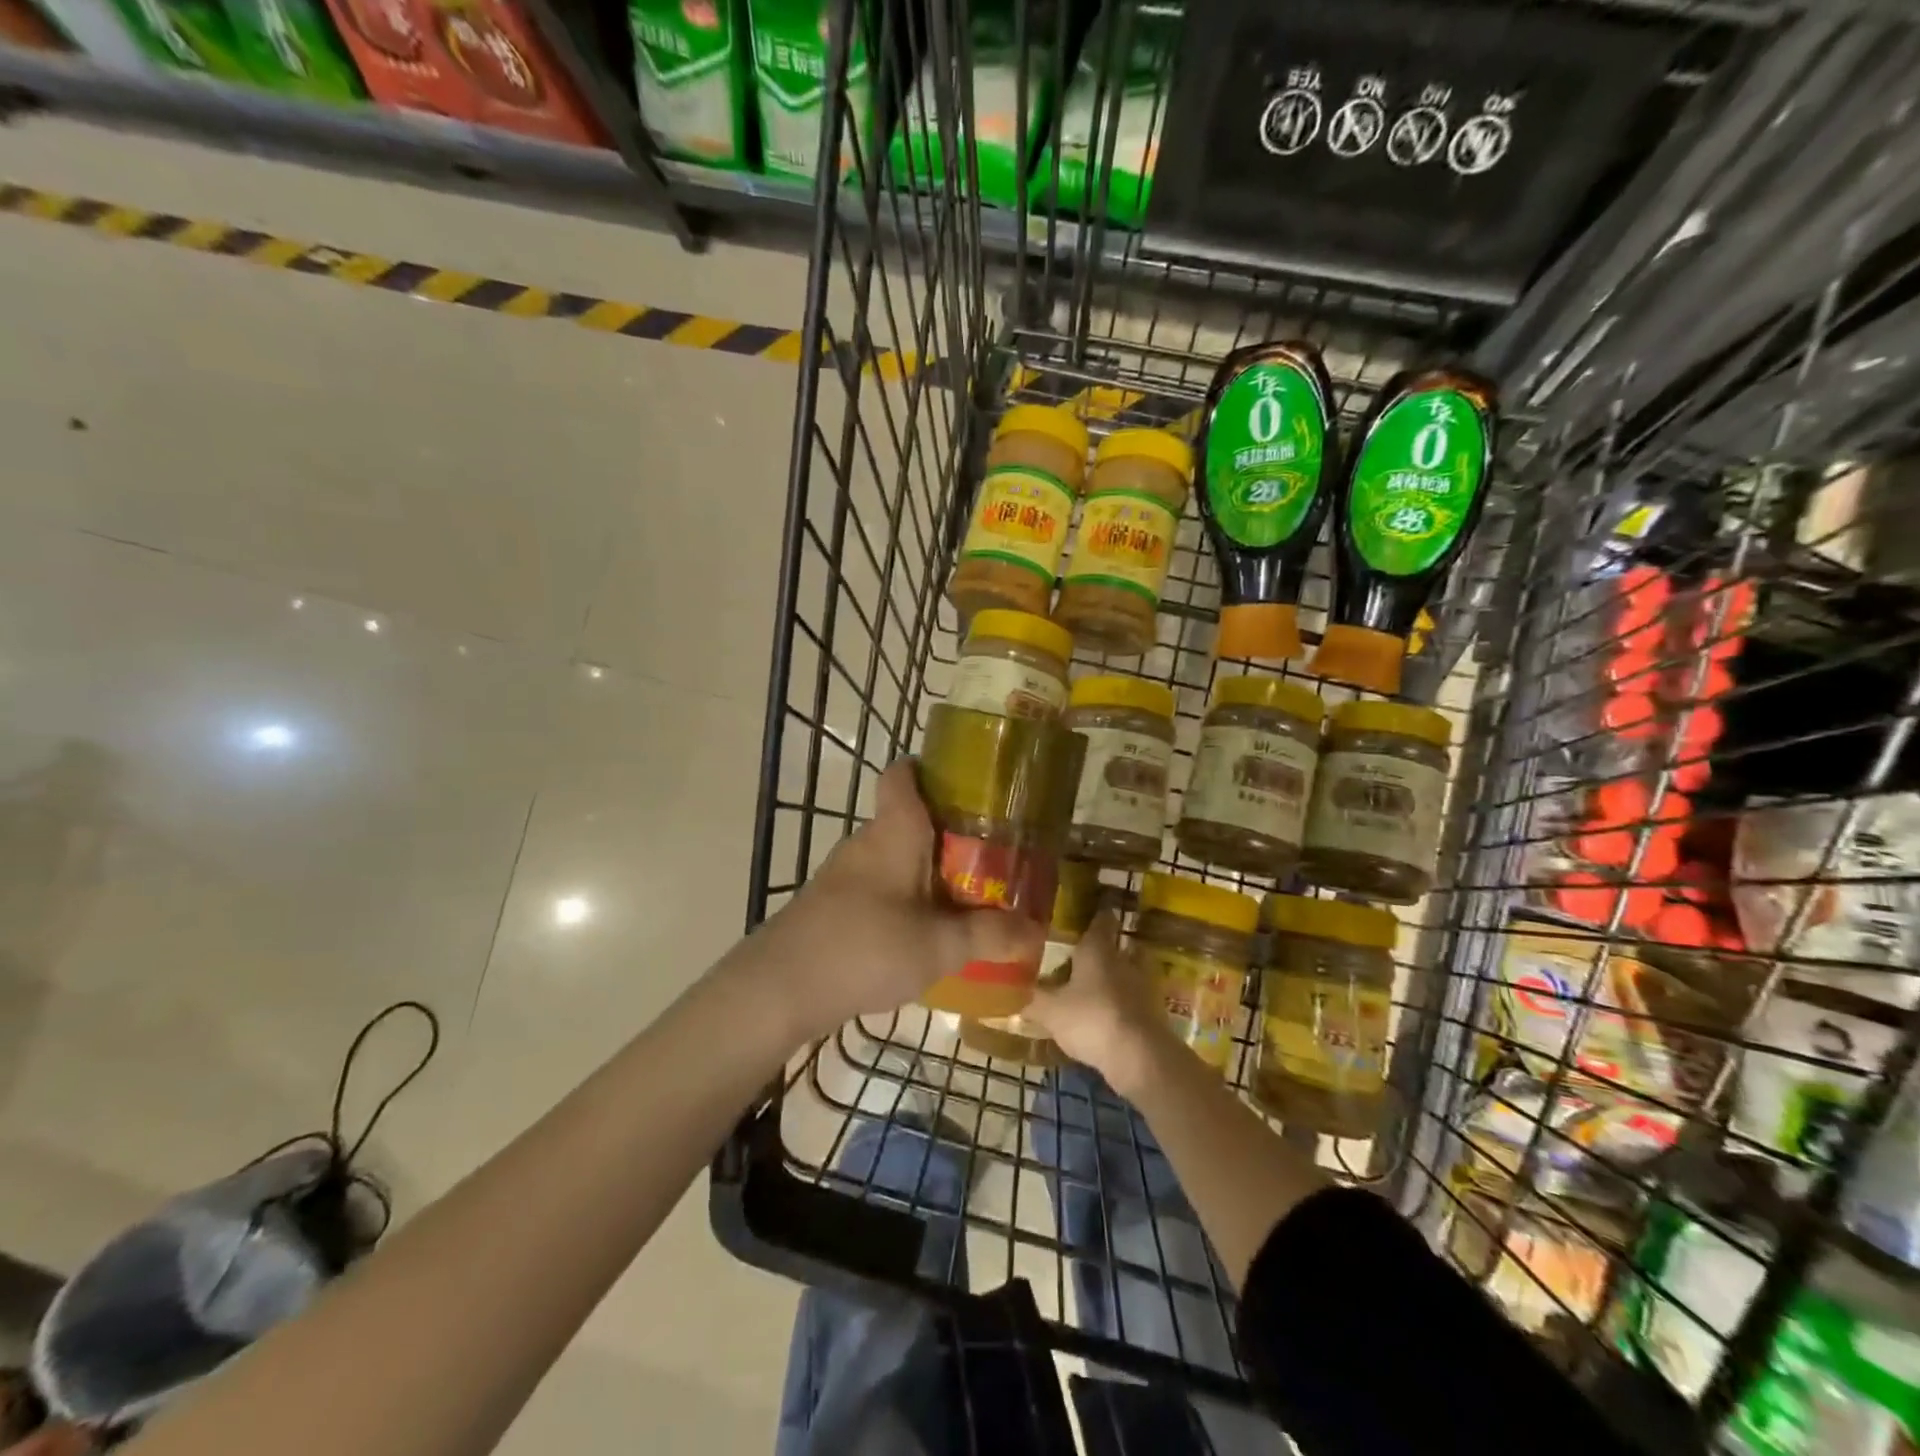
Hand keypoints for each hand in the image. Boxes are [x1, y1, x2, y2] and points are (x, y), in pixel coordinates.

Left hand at [746, 760, 1045, 1042]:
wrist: (779, 988)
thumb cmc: (866, 947)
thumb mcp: (940, 945)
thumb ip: (988, 935)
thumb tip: (1035, 929)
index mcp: (895, 830)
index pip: (903, 774)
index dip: (932, 768)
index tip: (971, 783)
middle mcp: (867, 841)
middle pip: (909, 817)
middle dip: (950, 832)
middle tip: (993, 853)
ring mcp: (845, 873)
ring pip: (895, 855)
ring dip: (927, 870)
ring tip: (968, 894)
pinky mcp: (833, 903)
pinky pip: (879, 886)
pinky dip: (905, 896)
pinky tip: (924, 930)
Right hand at [1023, 907, 1172, 1095]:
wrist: (1140, 1057)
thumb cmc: (1091, 1019)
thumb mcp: (1051, 1011)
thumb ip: (1033, 1000)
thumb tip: (1013, 994)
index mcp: (1098, 949)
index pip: (1101, 920)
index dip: (1096, 914)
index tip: (1088, 913)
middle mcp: (1124, 960)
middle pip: (1120, 946)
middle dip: (1107, 949)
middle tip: (1087, 954)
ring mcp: (1144, 987)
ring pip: (1130, 973)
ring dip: (1118, 977)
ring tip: (1097, 986)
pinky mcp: (1154, 1014)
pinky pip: (1136, 1000)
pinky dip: (1125, 1004)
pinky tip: (1109, 1015)